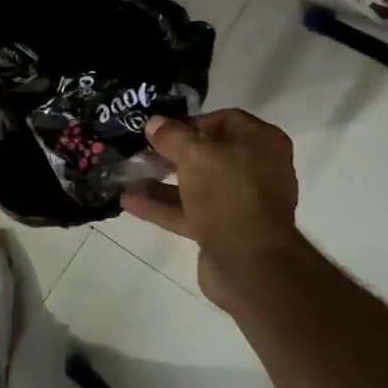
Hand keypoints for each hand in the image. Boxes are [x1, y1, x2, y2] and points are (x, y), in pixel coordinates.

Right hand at [122, 109, 301, 308]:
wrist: (250, 267)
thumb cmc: (230, 197)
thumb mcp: (196, 157)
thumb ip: (172, 136)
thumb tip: (154, 122)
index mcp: (262, 143)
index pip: (224, 119)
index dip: (190, 121)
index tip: (160, 129)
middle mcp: (255, 169)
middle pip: (207, 153)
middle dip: (170, 152)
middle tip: (138, 149)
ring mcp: (239, 202)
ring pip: (195, 184)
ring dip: (161, 180)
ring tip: (125, 174)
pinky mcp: (223, 230)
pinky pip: (189, 211)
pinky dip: (162, 205)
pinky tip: (129, 201)